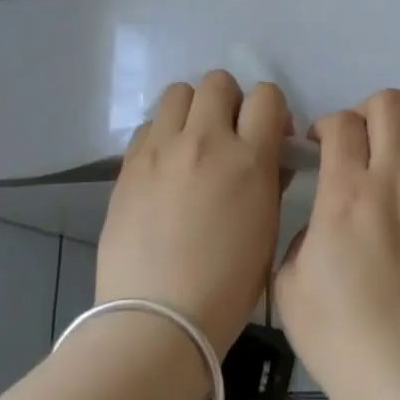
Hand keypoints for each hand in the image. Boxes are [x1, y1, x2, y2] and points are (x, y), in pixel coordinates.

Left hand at [96, 72, 290, 353]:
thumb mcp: (268, 230)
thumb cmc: (228, 285)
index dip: (271, 110)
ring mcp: (161, 151)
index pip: (266, 96)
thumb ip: (271, 181)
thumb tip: (269, 157)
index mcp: (249, 159)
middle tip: (229, 135)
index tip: (269, 135)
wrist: (158, 317)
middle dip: (229, 101)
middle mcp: (204, 141)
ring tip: (193, 144)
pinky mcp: (128, 166)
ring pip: (177, 93)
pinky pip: (149, 126)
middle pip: (217, 82)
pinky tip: (165, 167)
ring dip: (192, 110)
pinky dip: (162, 135)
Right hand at [275, 89, 399, 399]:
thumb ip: (303, 235)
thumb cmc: (340, 335)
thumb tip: (325, 220)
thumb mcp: (289, 284)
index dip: (327, 125)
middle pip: (390, 104)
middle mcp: (397, 179)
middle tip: (362, 142)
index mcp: (347, 192)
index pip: (342, 123)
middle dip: (368, 113)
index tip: (322, 145)